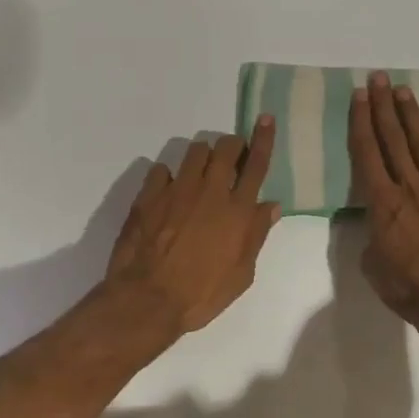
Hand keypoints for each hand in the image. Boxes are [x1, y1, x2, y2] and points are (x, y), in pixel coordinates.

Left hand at [105, 118, 280, 334]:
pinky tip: (167, 192)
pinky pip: (161, 170)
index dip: (263, 139)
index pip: (256, 164)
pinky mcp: (149, 195)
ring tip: (200, 174)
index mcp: (237, 210)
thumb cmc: (201, 294)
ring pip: (195, 151)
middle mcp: (210, 191)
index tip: (265, 118)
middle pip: (225, 148)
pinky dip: (168, 176)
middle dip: (231, 145)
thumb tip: (271, 205)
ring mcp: (177, 190)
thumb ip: (255, 235)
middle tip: (230, 158)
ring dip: (202, 157)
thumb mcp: (240, 274)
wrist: (147, 299)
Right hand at [349, 72, 418, 341]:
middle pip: (394, 140)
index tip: (358, 96)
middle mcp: (410, 188)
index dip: (361, 121)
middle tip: (378, 79)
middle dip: (383, 108)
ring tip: (404, 92)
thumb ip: (371, 234)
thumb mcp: (372, 264)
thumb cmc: (407, 288)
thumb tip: (373, 221)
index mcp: (383, 202)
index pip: (367, 152)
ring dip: (413, 118)